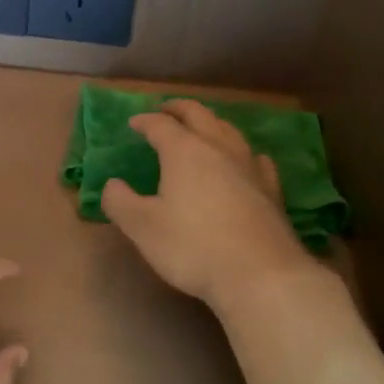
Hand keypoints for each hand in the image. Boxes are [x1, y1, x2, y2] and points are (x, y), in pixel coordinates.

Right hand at [103, 101, 314, 312]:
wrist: (259, 274)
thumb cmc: (193, 247)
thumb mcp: (142, 227)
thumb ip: (120, 202)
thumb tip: (112, 185)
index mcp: (184, 152)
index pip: (161, 125)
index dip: (144, 121)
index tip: (133, 123)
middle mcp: (219, 149)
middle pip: (200, 116)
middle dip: (180, 109)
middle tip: (166, 109)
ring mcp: (250, 167)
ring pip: (229, 131)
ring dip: (211, 124)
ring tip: (202, 128)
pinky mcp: (271, 190)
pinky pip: (255, 158)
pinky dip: (242, 152)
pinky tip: (244, 160)